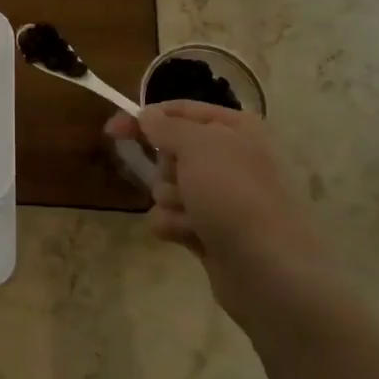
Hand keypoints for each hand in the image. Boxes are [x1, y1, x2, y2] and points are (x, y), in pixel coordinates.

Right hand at [106, 101, 347, 333]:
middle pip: (170, 152)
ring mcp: (219, 198)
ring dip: (171, 201)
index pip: (181, 110)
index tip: (112, 129)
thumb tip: (147, 117)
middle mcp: (230, 159)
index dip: (146, 117)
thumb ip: (166, 126)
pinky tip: (192, 236)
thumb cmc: (234, 194)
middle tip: (183, 180)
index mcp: (236, 129)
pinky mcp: (208, 230)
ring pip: (166, 187)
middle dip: (166, 169)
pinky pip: (170, 218)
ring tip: (193, 216)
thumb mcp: (198, 146)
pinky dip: (174, 226)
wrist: (266, 267)